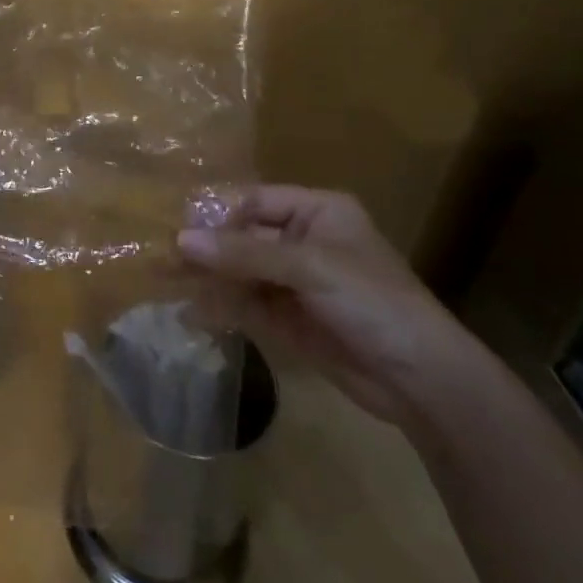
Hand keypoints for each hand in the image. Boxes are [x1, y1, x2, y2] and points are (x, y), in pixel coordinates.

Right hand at [175, 186, 487, 429]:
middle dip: (205, 248)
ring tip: (163, 280)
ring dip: (205, 276)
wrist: (421, 382)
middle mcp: (302, 241)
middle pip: (242, 236)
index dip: (218, 214)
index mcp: (317, 212)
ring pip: (238, 270)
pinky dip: (219, 306)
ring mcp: (294, 281)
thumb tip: (179, 239)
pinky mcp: (287, 318)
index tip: (179, 230)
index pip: (255, 201)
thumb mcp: (308, 268)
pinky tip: (191, 311)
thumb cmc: (373, 303)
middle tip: (161, 257)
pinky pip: (244, 303)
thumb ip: (243, 253)